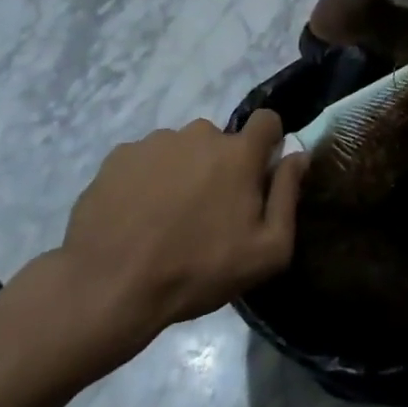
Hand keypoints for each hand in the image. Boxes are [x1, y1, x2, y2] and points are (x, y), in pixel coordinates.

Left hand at [55, 111, 306, 360]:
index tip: (258, 175)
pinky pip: (146, 160)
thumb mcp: (266, 251)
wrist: (109, 285)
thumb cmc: (197, 270)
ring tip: (167, 218)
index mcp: (237, 153)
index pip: (267, 120)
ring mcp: (155, 142)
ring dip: (183, 172)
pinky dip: (147, 180)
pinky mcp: (118, 156)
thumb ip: (289, 195)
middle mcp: (198, 134)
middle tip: (208, 213)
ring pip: (182, 150)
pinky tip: (137, 216)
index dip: (269, 143)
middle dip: (221, 167)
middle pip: (221, 141)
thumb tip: (298, 156)